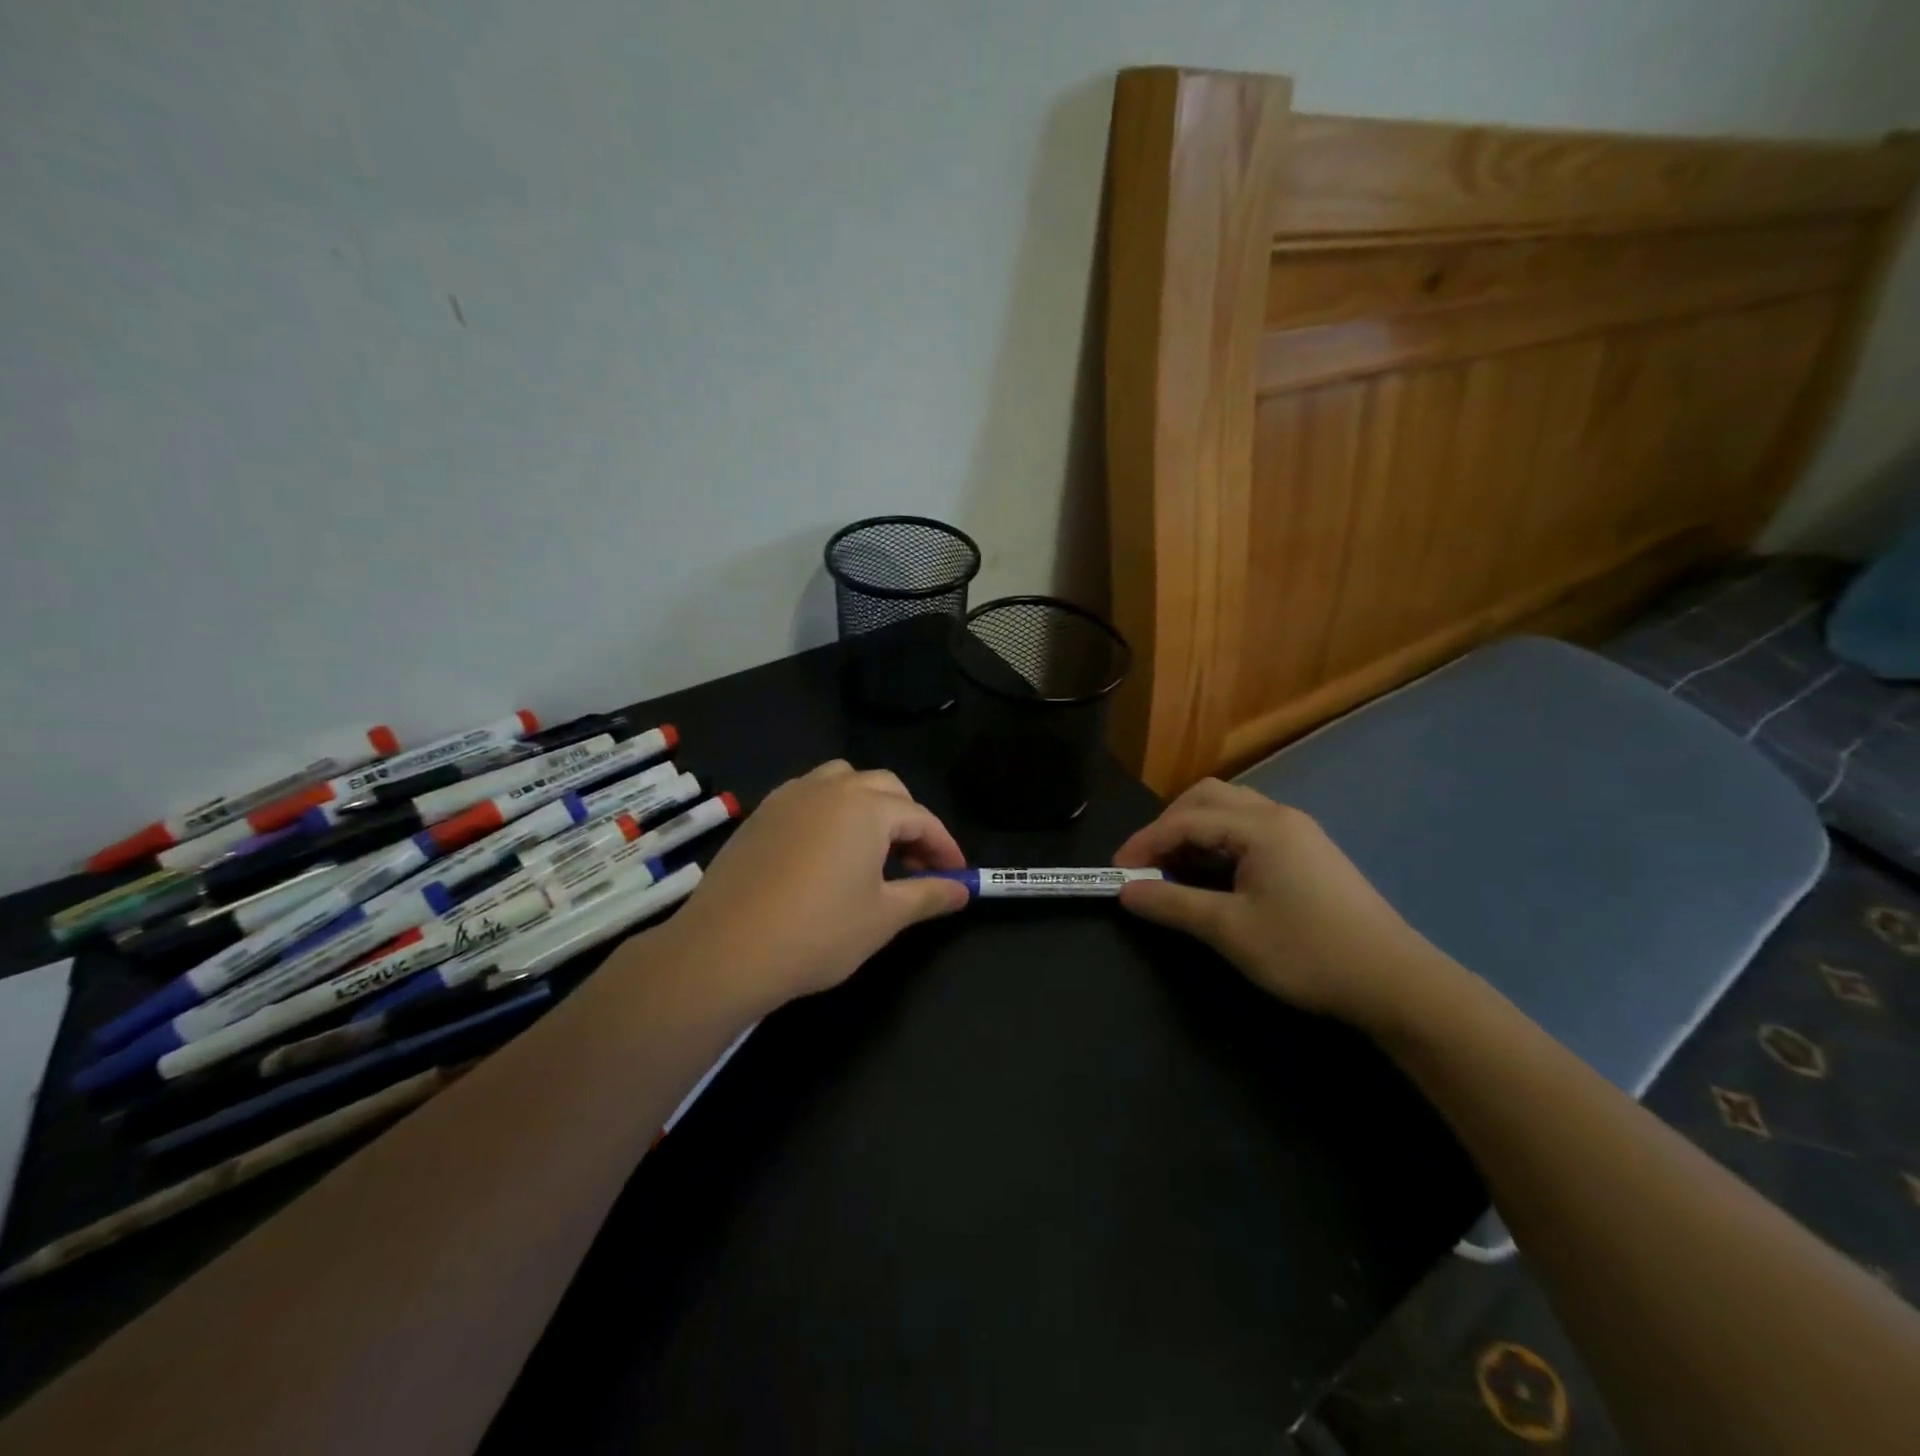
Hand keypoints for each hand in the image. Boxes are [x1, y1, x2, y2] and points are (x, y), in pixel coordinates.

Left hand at [656, 761, 970, 1014]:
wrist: (725, 950)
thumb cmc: (818, 932)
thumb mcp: (884, 917)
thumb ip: (929, 895)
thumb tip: (963, 890)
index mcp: (867, 807)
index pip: (921, 817)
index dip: (944, 846)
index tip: (957, 875)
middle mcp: (830, 788)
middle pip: (885, 788)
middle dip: (909, 820)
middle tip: (916, 865)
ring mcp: (789, 796)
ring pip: (843, 782)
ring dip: (868, 807)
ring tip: (872, 850)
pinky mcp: (760, 814)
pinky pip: (808, 797)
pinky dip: (831, 812)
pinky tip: (826, 853)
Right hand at [1113, 778, 1451, 1028]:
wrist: (1395, 982)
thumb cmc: (1307, 952)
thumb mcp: (1231, 930)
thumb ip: (1173, 905)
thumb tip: (1127, 893)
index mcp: (1260, 826)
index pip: (1186, 821)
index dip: (1145, 843)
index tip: (1118, 874)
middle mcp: (1279, 816)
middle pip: (1208, 798)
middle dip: (1169, 825)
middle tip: (1147, 864)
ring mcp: (1298, 832)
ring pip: (1231, 811)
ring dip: (1195, 830)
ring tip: (1174, 868)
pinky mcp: (1309, 853)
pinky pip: (1250, 829)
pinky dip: (1219, 842)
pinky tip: (1214, 875)